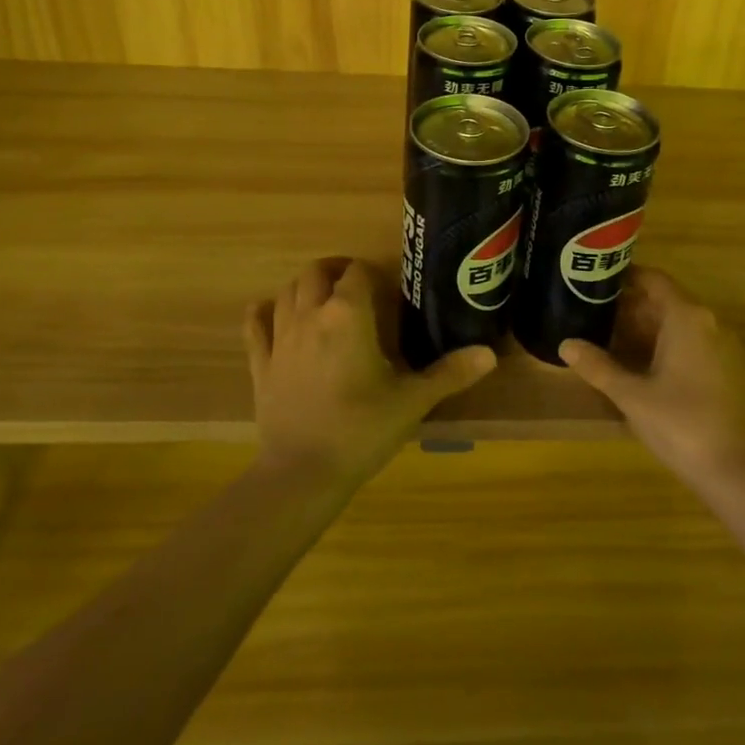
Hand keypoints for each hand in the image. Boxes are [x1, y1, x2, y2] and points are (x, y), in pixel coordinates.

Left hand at [245, 257, 496, 489]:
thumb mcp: (412, 401)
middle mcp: (311, 315)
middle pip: (316, 272)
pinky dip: (263, 313)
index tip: (387, 288)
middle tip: (356, 285)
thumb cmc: (362, 430)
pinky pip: (255, 325)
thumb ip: (450, 373)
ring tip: (323, 297)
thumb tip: (489, 354)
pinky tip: (271, 313)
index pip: (357, 272)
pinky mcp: (260, 364)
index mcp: (347, 315)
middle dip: (336, 270)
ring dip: (305, 286)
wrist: (302, 474)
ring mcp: (280, 338)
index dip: (372, 273)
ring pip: (288, 292)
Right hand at [558, 268, 744, 489]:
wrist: (739, 472)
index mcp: (687, 317)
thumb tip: (566, 344)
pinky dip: (663, 346)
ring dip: (644, 329)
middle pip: (664, 301)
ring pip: (677, 324)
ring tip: (606, 337)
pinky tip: (637, 366)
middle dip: (628, 306)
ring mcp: (721, 347)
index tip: (595, 279)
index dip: (624, 276)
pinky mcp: (726, 371)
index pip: (653, 279)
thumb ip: (598, 367)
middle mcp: (708, 323)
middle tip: (591, 312)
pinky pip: (690, 343)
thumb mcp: (632, 395)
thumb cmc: (682, 424)